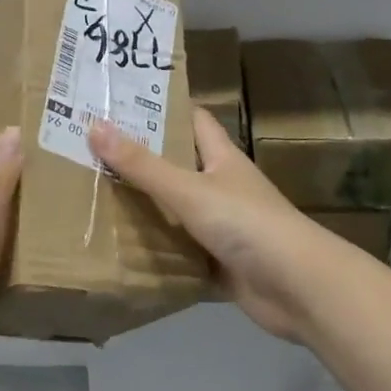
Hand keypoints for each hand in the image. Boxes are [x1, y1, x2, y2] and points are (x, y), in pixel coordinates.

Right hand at [90, 110, 331, 342]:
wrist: (299, 290)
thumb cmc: (247, 224)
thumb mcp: (189, 190)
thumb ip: (142, 165)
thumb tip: (94, 126)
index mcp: (220, 157)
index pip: (191, 119)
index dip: (161, 107)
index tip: (120, 101)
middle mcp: (220, 186)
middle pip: (177, 163)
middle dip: (140, 157)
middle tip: (91, 148)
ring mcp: (221, 226)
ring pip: (175, 208)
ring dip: (144, 205)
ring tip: (94, 193)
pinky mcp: (218, 262)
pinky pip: (179, 250)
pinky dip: (155, 249)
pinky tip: (119, 247)